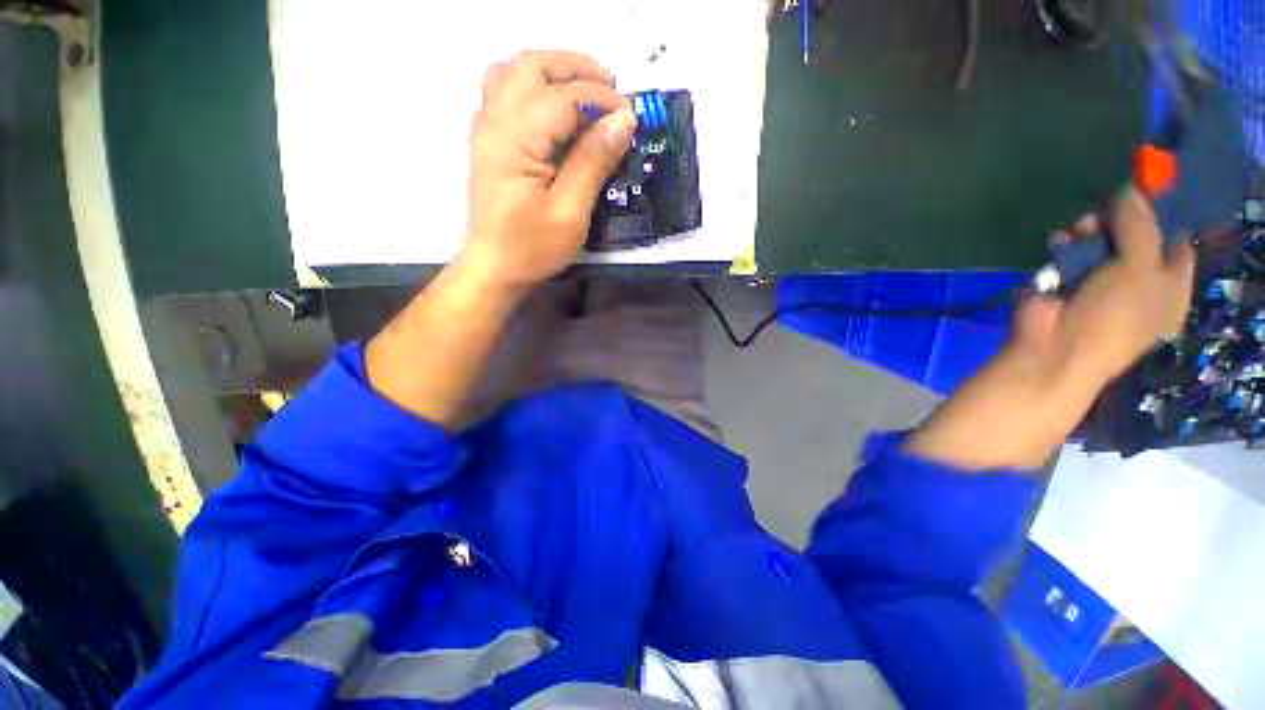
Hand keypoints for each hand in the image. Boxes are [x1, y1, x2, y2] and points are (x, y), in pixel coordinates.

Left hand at [460, 51, 636, 292]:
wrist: (494, 268)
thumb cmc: (532, 248)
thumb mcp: (571, 213)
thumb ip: (593, 162)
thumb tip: (623, 120)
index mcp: (515, 141)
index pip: (562, 97)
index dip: (600, 99)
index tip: (630, 115)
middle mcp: (494, 123)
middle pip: (531, 67)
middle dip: (575, 68)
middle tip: (610, 87)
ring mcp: (485, 129)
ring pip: (513, 72)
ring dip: (551, 70)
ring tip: (584, 90)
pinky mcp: (487, 141)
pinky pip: (503, 92)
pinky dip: (532, 86)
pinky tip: (552, 108)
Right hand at [1013, 186, 1195, 384]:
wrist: (1054, 348)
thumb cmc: (1113, 315)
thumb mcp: (1139, 268)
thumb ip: (1139, 225)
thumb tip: (1130, 188)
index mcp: (1169, 287)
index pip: (1174, 242)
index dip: (1163, 216)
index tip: (1146, 188)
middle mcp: (1138, 282)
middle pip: (1135, 237)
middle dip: (1120, 219)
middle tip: (1107, 206)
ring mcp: (1099, 283)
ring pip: (1100, 242)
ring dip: (1089, 230)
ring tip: (1078, 227)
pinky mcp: (1064, 282)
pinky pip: (1070, 253)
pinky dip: (1065, 244)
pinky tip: (1060, 240)